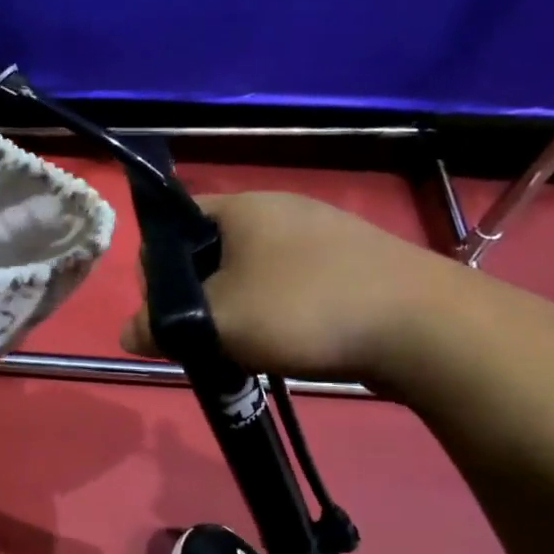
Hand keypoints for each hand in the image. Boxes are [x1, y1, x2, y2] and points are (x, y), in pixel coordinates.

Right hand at [120, 192, 465, 388]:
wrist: (427, 329)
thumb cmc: (304, 310)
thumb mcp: (217, 322)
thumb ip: (162, 326)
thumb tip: (126, 332)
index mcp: (243, 206)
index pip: (175, 222)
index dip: (159, 266)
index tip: (168, 309)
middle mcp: (281, 209)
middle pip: (214, 250)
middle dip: (201, 294)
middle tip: (205, 336)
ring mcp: (323, 234)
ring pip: (254, 271)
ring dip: (240, 307)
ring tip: (248, 347)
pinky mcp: (355, 264)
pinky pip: (294, 284)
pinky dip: (280, 312)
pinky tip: (291, 343)